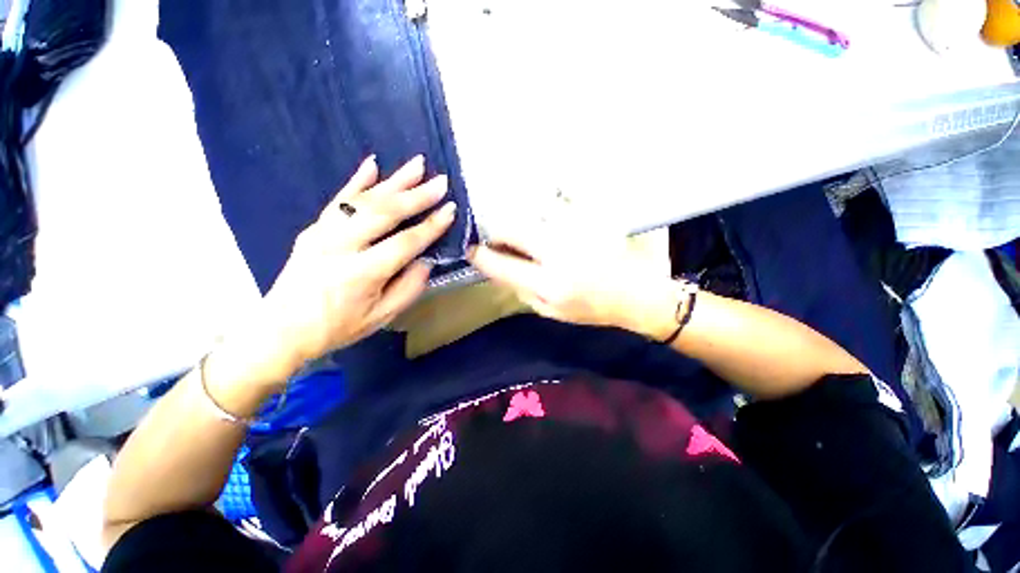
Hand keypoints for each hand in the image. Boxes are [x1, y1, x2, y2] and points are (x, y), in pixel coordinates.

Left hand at [245, 155, 455, 383]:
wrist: (282, 329)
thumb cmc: (338, 327)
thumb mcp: (381, 317)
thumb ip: (409, 288)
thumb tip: (425, 261)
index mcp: (362, 274)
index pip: (405, 243)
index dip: (431, 226)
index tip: (450, 209)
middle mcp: (341, 247)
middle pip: (385, 213)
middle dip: (417, 195)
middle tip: (440, 182)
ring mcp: (323, 233)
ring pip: (364, 200)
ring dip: (394, 181)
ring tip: (417, 164)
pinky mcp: (313, 228)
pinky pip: (338, 199)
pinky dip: (357, 181)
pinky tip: (373, 164)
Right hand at [468, 216, 677, 338]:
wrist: (638, 296)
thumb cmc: (593, 309)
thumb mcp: (551, 312)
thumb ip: (521, 289)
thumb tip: (498, 267)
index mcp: (549, 284)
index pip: (500, 265)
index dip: (479, 256)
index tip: (471, 249)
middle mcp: (560, 253)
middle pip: (512, 228)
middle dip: (496, 230)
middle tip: (496, 235)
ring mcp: (577, 230)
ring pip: (533, 208)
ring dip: (520, 214)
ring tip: (522, 224)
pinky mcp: (594, 216)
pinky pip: (561, 197)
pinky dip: (547, 200)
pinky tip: (545, 208)